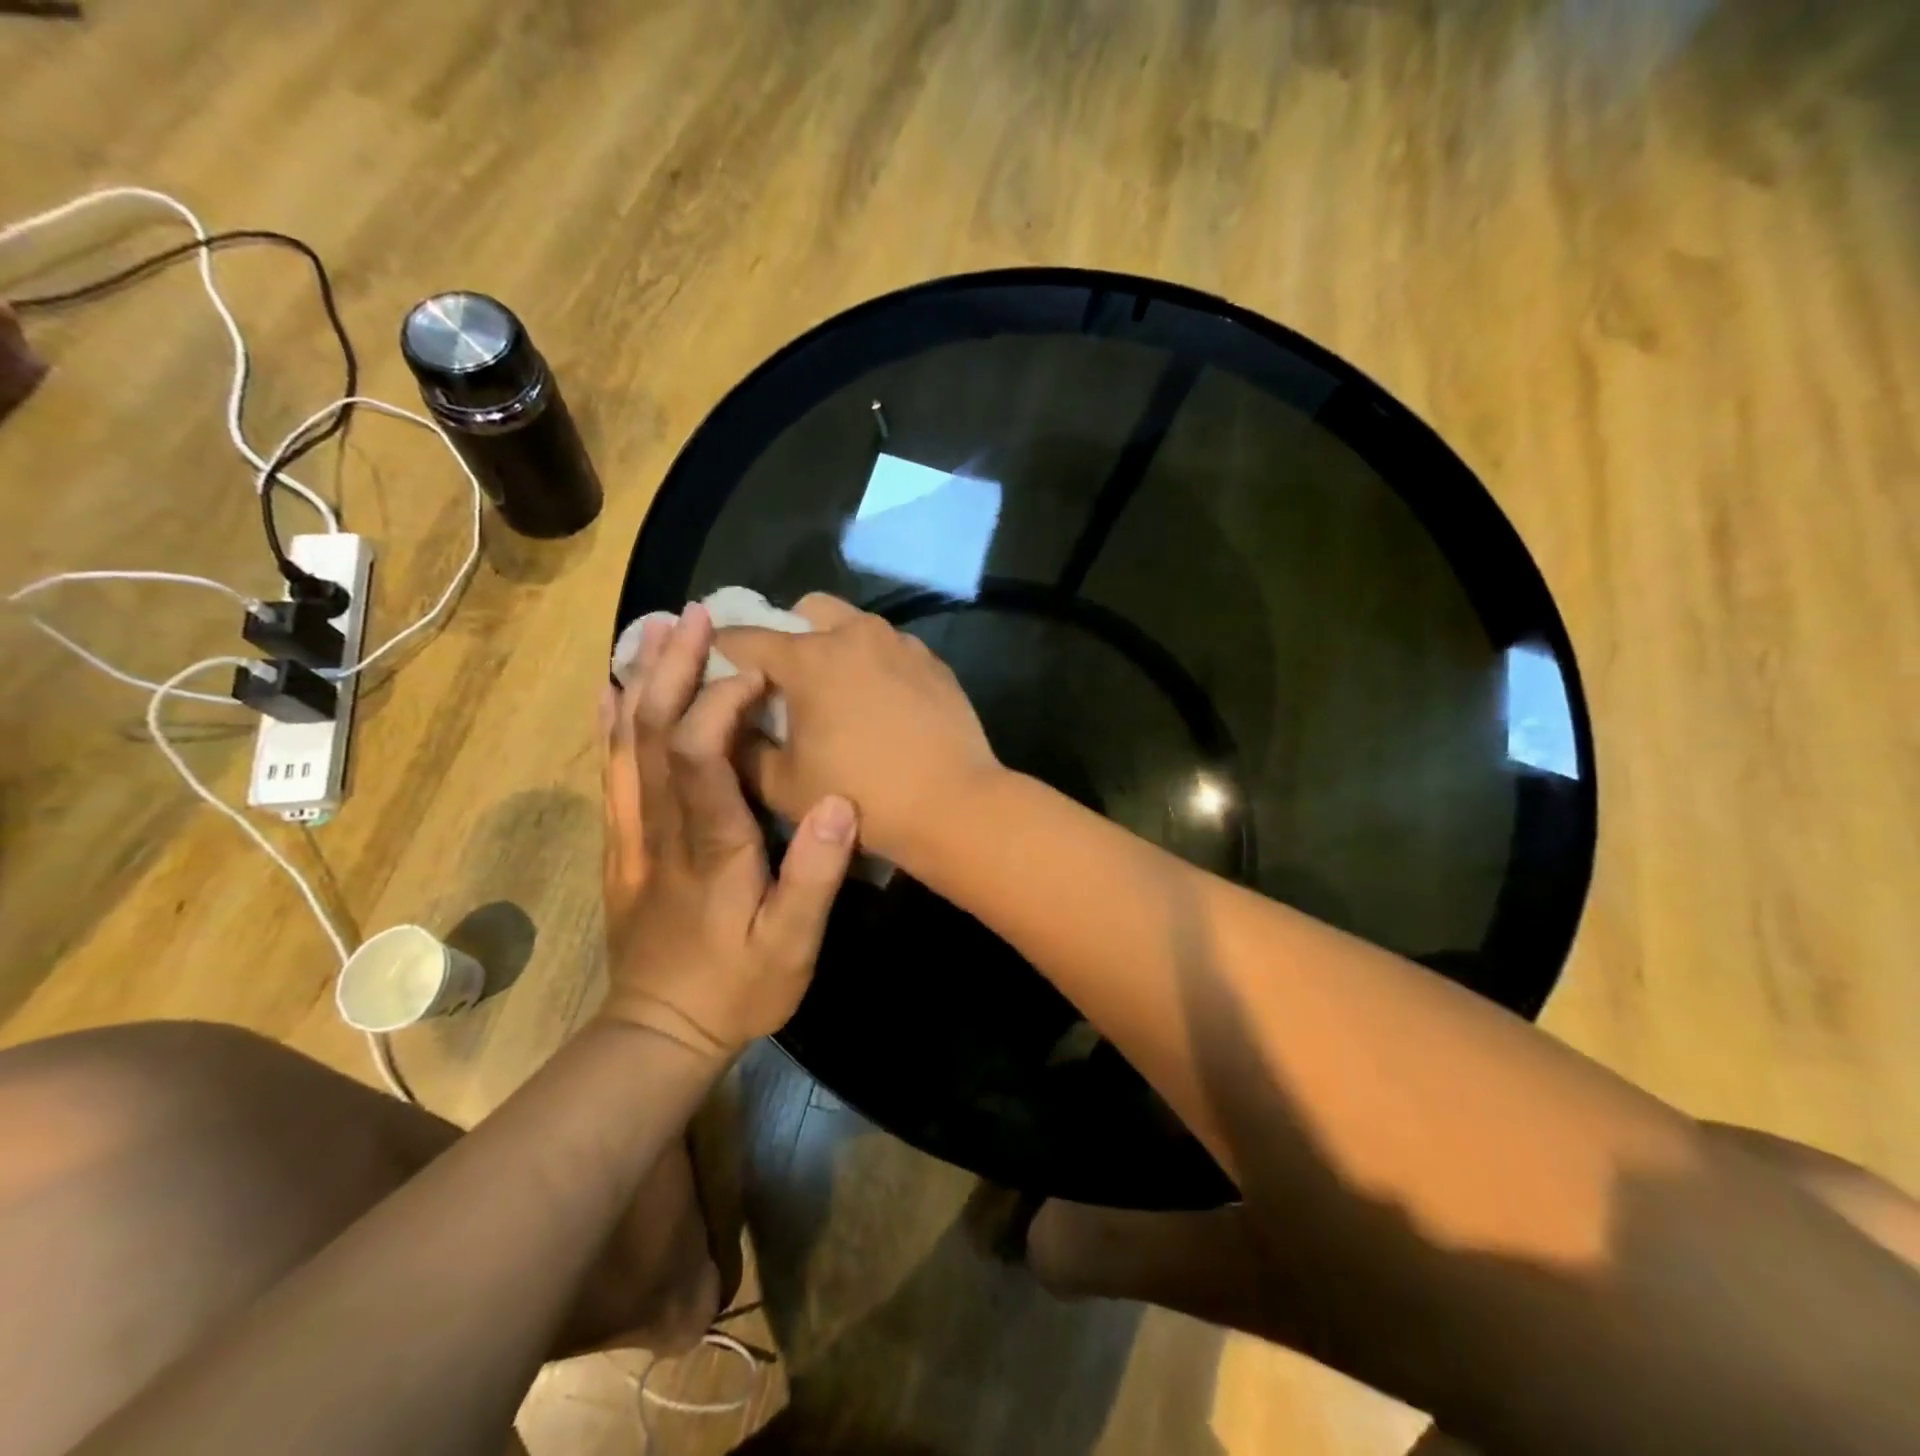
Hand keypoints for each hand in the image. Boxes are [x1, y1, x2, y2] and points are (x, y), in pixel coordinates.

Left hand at [600, 603, 857, 1057]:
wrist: (661, 1031)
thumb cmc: (736, 987)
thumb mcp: (791, 946)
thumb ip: (813, 875)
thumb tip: (835, 801)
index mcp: (709, 845)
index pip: (700, 756)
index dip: (721, 705)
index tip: (757, 673)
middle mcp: (661, 827)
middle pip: (653, 733)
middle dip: (673, 668)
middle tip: (693, 616)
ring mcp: (633, 833)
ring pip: (626, 744)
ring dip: (642, 682)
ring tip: (657, 630)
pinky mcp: (622, 844)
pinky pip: (611, 772)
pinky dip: (610, 724)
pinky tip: (612, 691)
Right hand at [717, 593, 1000, 865]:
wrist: (952, 805)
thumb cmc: (861, 796)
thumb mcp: (782, 785)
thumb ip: (742, 748)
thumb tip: (731, 724)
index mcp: (809, 658)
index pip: (746, 637)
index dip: (721, 650)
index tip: (715, 666)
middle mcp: (855, 634)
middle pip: (806, 610)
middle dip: (786, 634)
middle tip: (785, 680)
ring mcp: (900, 643)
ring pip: (853, 623)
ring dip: (833, 644)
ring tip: (836, 691)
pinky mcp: (932, 661)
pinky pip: (889, 647)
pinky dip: (872, 662)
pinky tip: (880, 702)